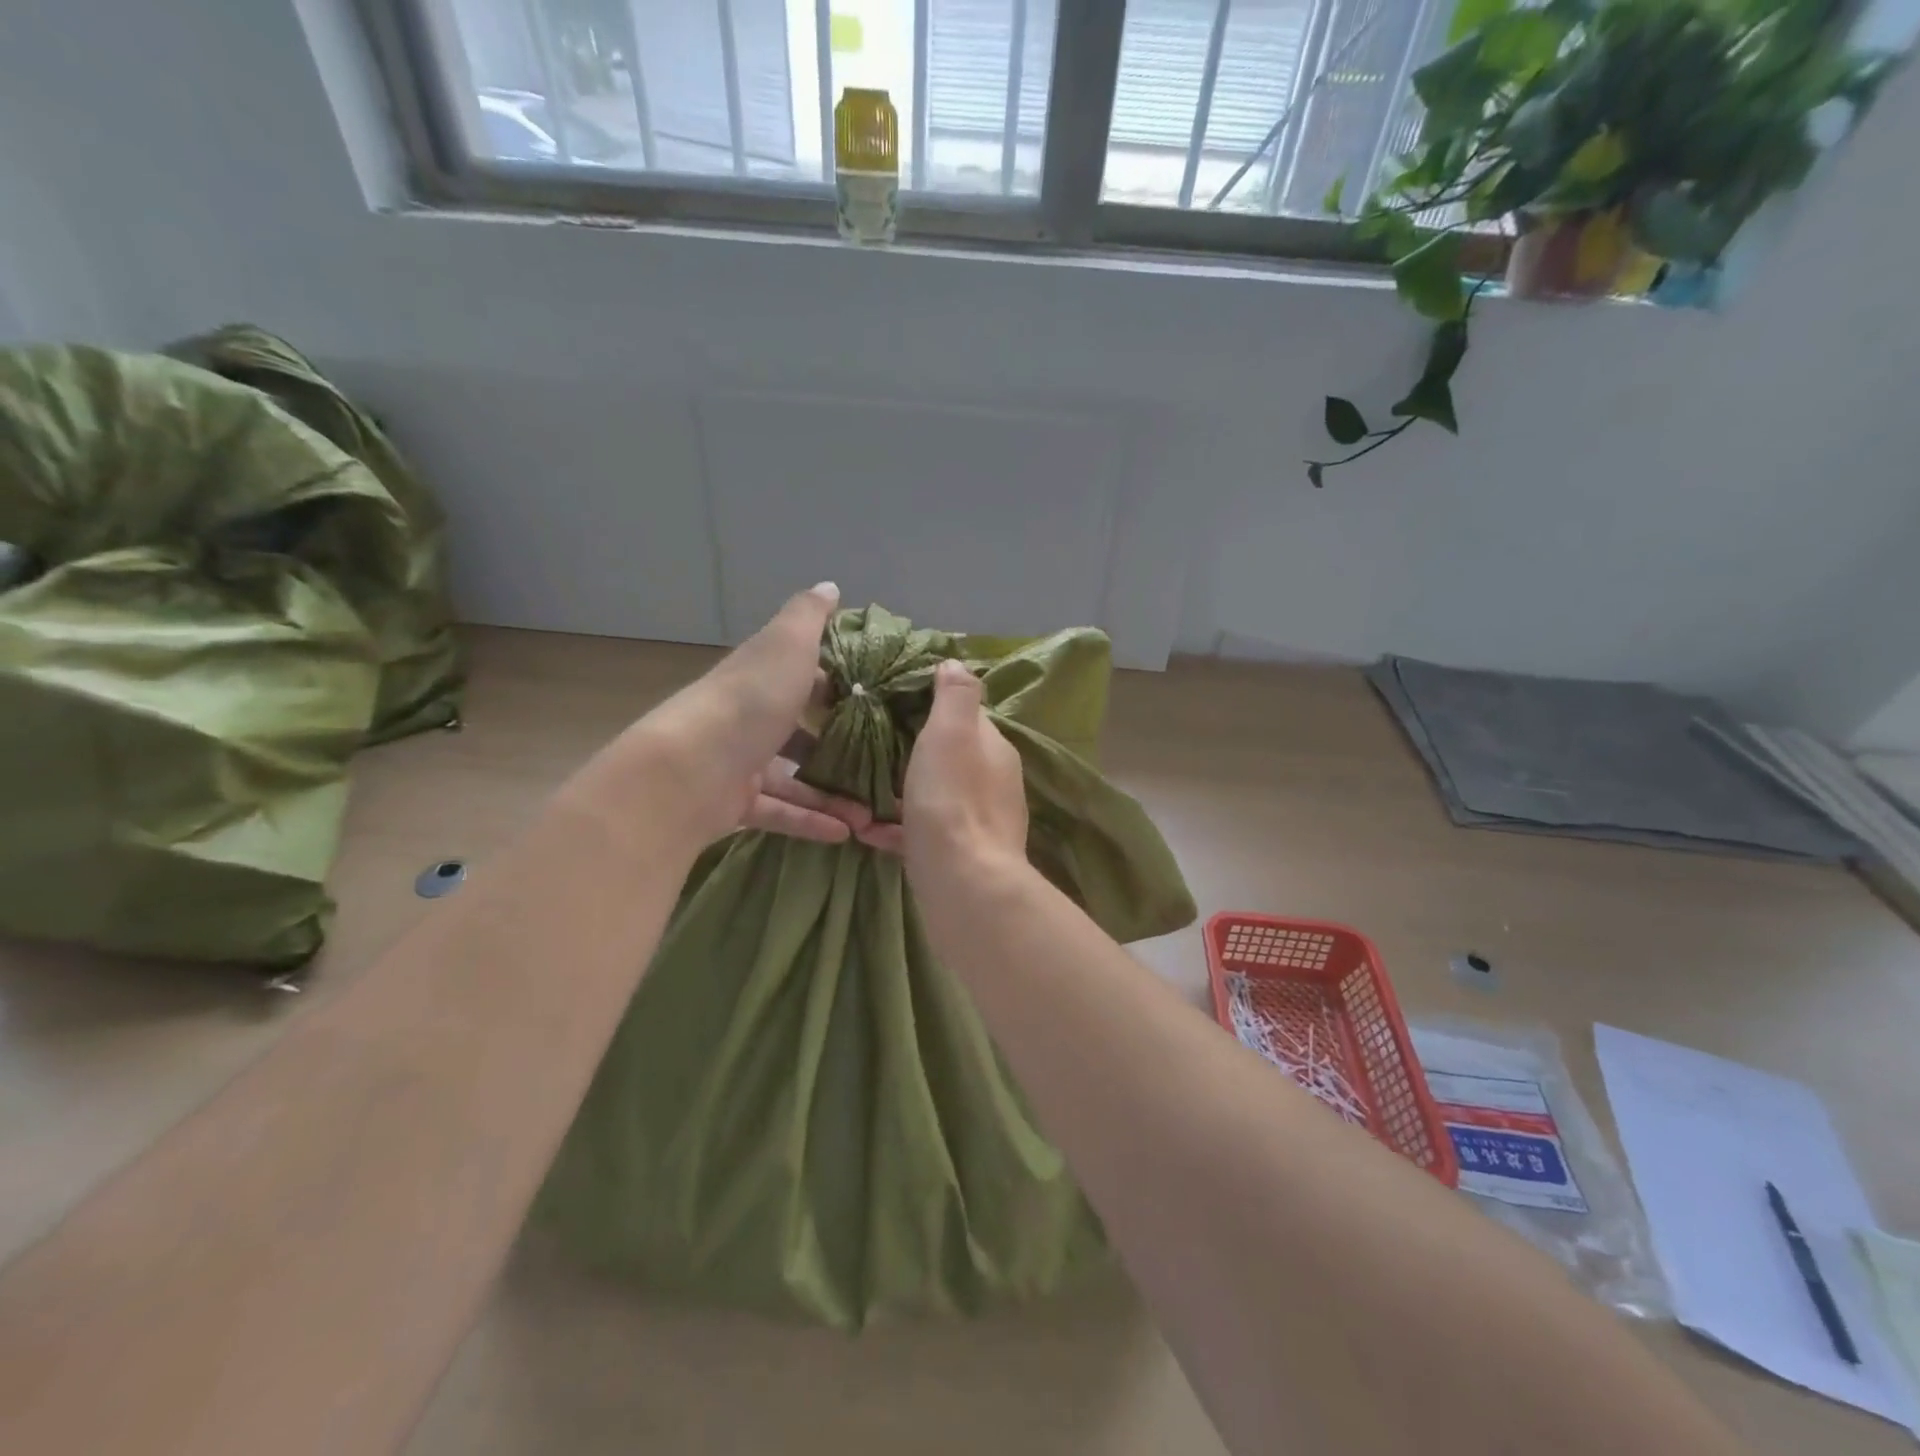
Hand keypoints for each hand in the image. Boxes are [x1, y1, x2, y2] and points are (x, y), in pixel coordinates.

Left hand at [599, 582, 873, 847]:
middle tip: (881, 761)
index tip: (877, 701)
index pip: (803, 676)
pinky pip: (782, 812)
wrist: (690, 769)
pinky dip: (811, 822)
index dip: (837, 684)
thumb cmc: (749, 701)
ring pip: (795, 778)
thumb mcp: (786, 645)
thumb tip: (829, 587)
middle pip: (799, 730)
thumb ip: (809, 615)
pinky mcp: (737, 804)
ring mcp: (742, 763)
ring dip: (832, 793)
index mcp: (763, 677)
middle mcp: (751, 717)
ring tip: (871, 810)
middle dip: (840, 746)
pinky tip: (846, 833)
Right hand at [870, 659, 1025, 872]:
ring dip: (902, 791)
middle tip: (869, 745)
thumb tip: (956, 663)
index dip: (932, 705)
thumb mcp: (952, 733)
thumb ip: (955, 696)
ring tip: (860, 789)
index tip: (893, 702)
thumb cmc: (952, 799)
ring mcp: (978, 821)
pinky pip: (923, 832)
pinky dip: (897, 828)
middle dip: (914, 751)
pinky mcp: (959, 855)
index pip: (965, 716)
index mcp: (993, 748)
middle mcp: (992, 782)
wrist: (964, 883)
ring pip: (934, 795)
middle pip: (949, 756)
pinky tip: (867, 830)